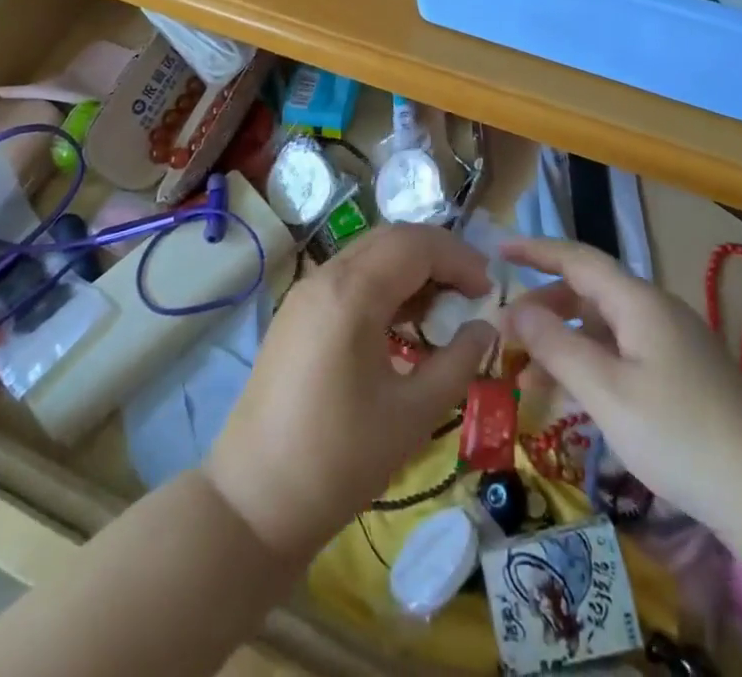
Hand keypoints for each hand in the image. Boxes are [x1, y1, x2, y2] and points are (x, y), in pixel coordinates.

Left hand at [205, 224, 496, 561]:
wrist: (253, 503)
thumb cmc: (339, 461)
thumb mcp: (412, 414)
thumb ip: (457, 363)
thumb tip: (484, 328)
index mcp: (352, 293)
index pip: (417, 245)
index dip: (459, 259)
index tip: (488, 291)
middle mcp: (325, 277)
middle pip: (393, 239)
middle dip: (438, 256)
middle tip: (470, 291)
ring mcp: (305, 292)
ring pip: (369, 254)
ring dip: (410, 268)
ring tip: (442, 308)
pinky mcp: (296, 313)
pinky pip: (349, 276)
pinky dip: (383, 283)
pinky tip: (401, 322)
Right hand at [499, 238, 741, 537]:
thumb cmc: (679, 435)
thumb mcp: (607, 392)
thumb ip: (556, 346)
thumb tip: (512, 309)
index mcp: (638, 301)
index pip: (577, 258)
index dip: (535, 251)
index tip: (497, 251)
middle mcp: (653, 310)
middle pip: (587, 292)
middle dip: (542, 308)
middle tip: (504, 335)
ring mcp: (669, 342)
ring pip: (601, 327)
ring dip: (562, 344)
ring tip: (524, 379)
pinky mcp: (679, 373)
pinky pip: (620, 353)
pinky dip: (588, 365)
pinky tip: (568, 398)